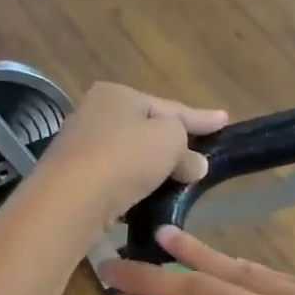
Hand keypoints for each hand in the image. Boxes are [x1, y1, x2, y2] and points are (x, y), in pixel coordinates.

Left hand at [27, 84, 226, 233]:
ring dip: (154, 168)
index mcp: (116, 94)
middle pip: (146, 129)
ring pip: (130, 155)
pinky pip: (115, 179)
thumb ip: (187, 148)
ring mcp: (79, 147)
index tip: (225, 120)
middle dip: (174, 143)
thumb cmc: (124, 157)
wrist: (70, 199)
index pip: (169, 106)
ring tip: (181, 182)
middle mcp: (93, 113)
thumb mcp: (169, 141)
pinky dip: (134, 186)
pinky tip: (149, 200)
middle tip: (202, 156)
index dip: (200, 117)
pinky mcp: (73, 180)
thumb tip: (196, 164)